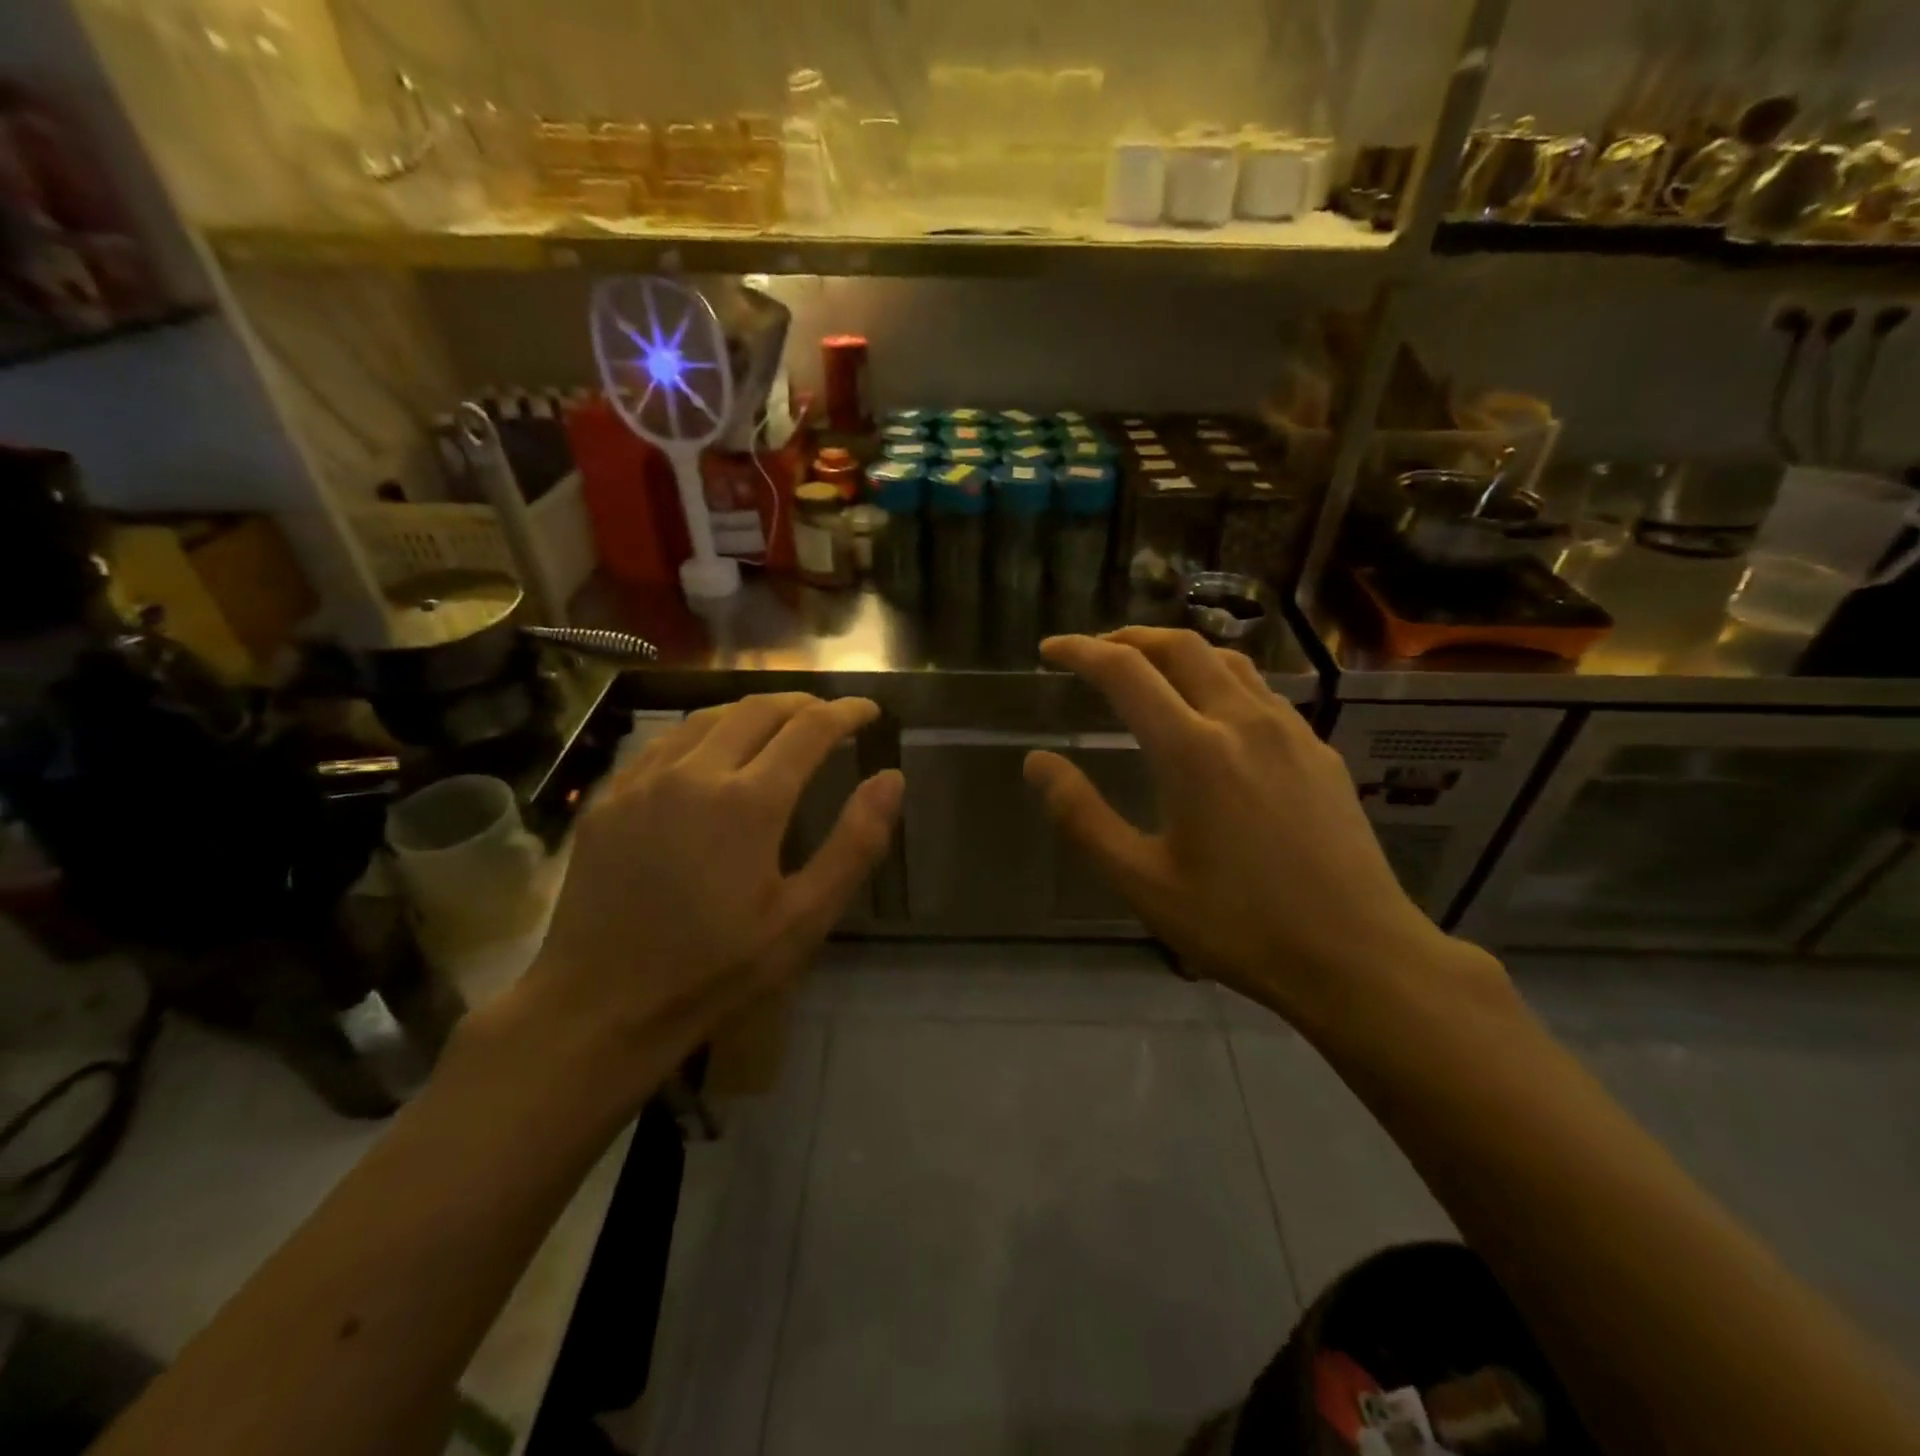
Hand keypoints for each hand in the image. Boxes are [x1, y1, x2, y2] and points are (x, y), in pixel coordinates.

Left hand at [506, 694, 902, 1097]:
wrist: (600, 1007)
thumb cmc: (716, 970)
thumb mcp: (803, 919)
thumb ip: (854, 844)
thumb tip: (891, 778)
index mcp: (749, 801)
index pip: (810, 729)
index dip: (846, 713)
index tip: (868, 711)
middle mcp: (695, 773)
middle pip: (758, 709)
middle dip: (802, 704)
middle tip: (828, 716)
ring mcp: (643, 781)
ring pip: (707, 717)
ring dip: (752, 712)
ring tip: (778, 726)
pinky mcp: (610, 798)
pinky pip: (664, 743)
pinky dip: (703, 733)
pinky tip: (710, 755)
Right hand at [1025, 629, 1501, 1029]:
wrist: (1357, 955)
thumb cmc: (1238, 924)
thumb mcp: (1141, 882)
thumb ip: (1082, 817)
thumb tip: (1037, 762)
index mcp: (1193, 749)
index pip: (1125, 671)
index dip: (1080, 652)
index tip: (1050, 649)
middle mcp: (1242, 721)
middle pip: (1180, 646)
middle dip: (1129, 638)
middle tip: (1095, 653)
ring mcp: (1290, 731)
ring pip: (1227, 660)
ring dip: (1178, 651)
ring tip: (1149, 669)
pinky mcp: (1319, 751)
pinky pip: (1260, 691)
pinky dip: (1219, 678)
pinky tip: (1214, 713)